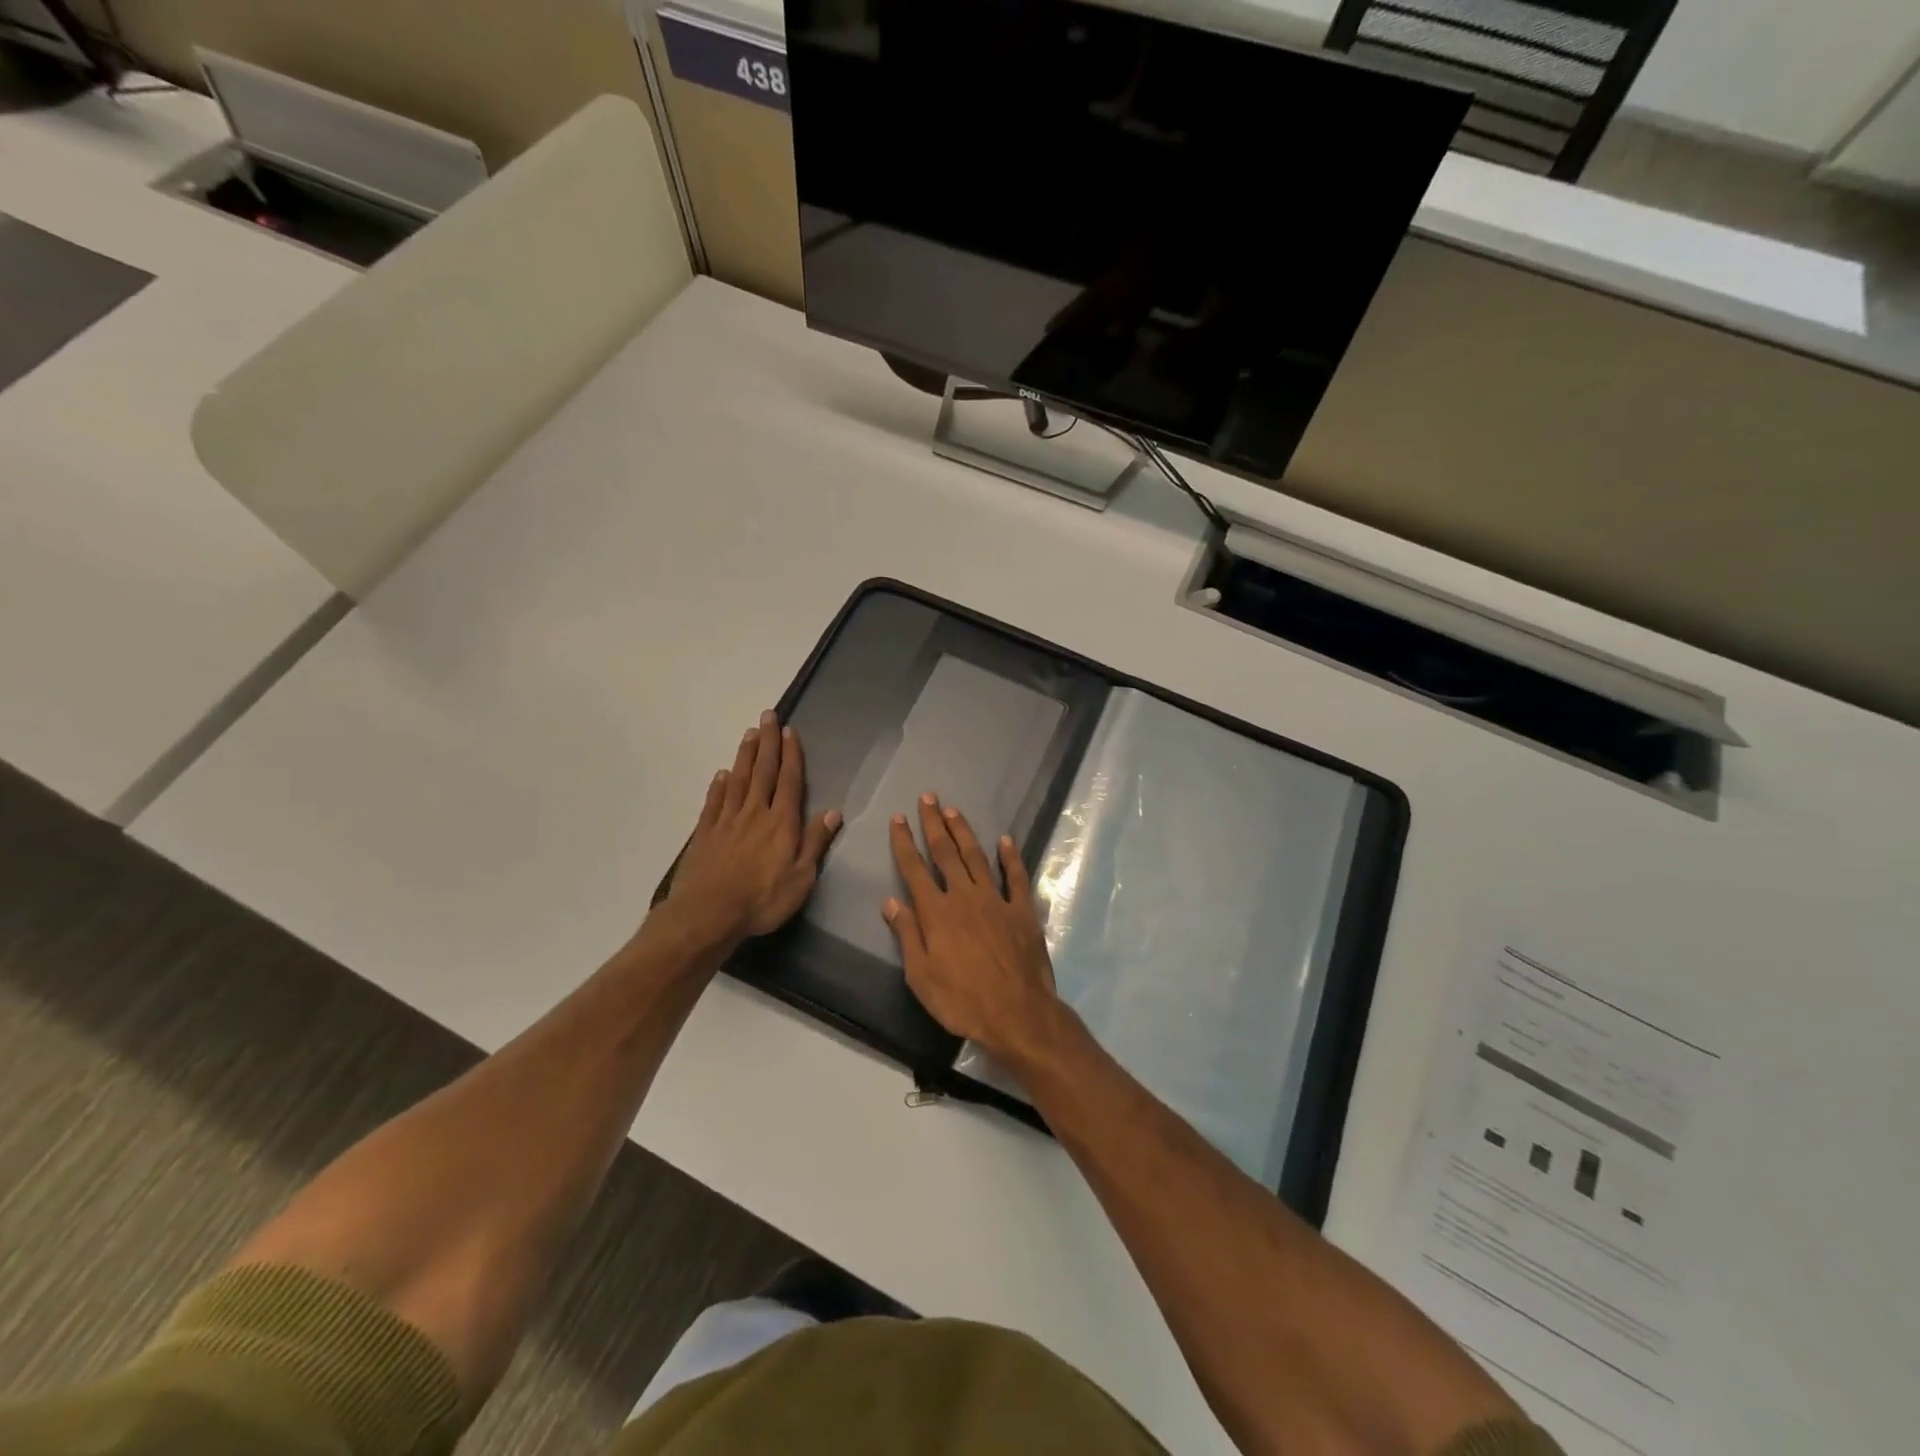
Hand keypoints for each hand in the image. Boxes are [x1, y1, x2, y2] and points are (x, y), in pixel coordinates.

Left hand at [661, 711, 841, 950]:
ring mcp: (727, 821)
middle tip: (768, 716)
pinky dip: (719, 785)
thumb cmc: (762, 899)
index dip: (791, 755)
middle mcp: (755, 813)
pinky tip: (721, 774)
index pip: (789, 781)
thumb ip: (815, 842)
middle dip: (768, 743)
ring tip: (749, 734)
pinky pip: (714, 801)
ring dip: (745, 755)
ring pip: (738, 780)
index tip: (790, 731)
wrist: (708, 914)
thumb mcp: (801, 878)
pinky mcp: (705, 833)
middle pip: (763, 771)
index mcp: (781, 822)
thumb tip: (834, 812)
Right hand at [884, 794, 1065, 1073]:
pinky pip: (1016, 877)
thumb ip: (907, 935)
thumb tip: (890, 902)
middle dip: (934, 824)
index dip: (904, 843)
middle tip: (928, 797)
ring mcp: (996, 900)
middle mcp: (964, 897)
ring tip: (954, 810)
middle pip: (946, 853)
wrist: (1016, 1013)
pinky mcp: (1022, 910)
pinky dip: (1010, 857)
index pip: (915, 869)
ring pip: (977, 857)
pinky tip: (1005, 840)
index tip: (898, 818)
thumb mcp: (920, 976)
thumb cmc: (961, 1001)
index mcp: (936, 912)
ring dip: (964, 832)